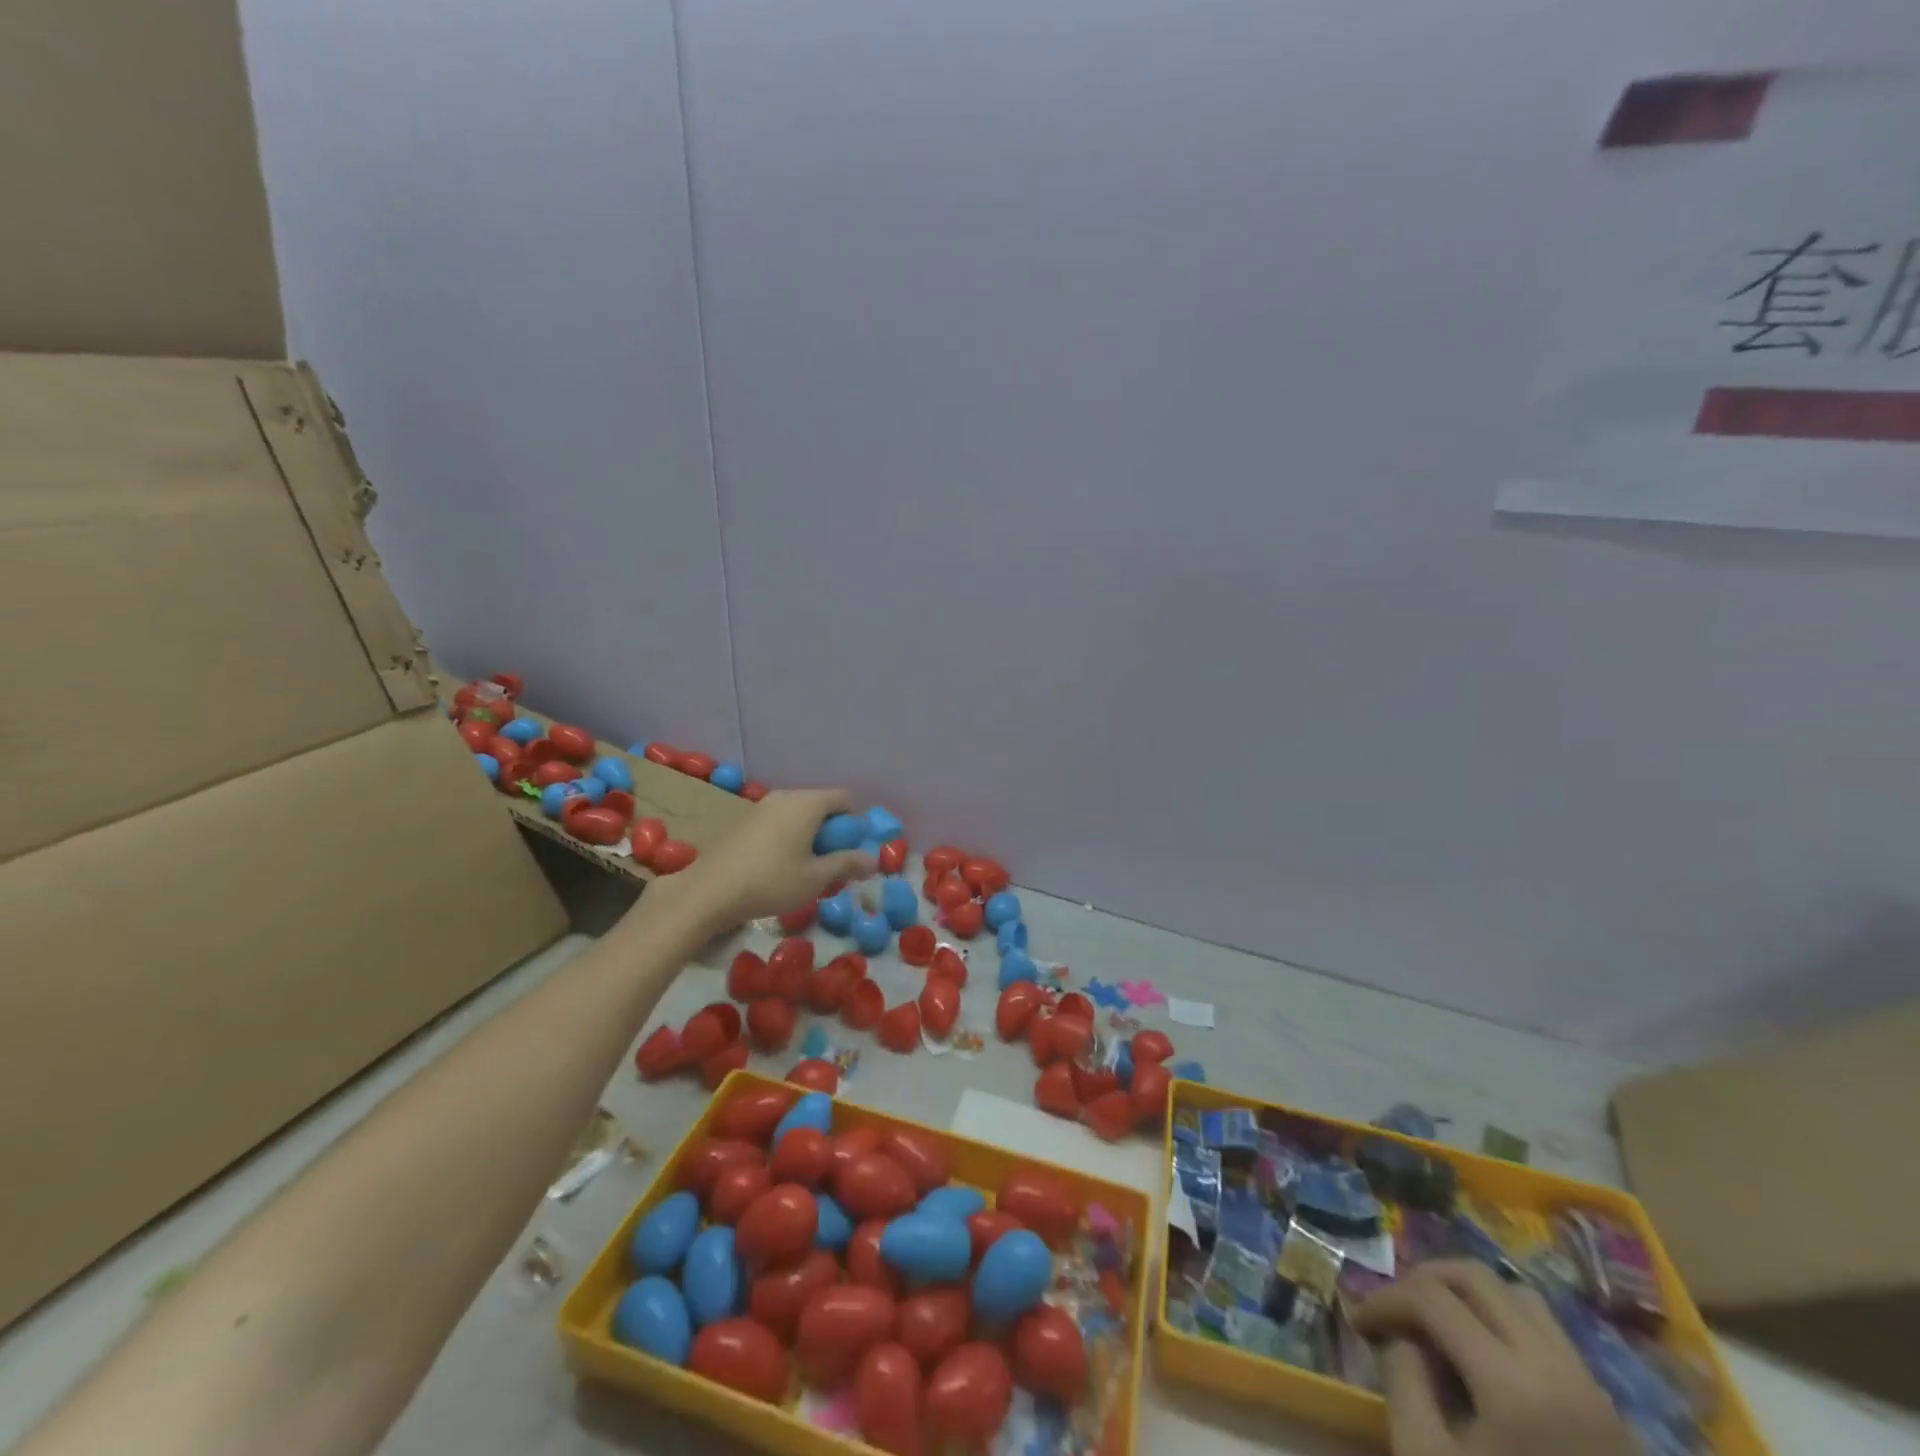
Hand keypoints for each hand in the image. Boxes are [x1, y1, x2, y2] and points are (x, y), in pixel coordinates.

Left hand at [666, 788, 876, 933]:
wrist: (710, 891)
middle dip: (832, 830)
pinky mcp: (744, 820)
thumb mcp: (816, 878)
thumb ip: (847, 864)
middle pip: (821, 804)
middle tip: (831, 863)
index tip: (852, 851)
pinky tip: (779, 866)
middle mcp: (785, 796)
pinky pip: (778, 821)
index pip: (844, 798)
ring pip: (798, 813)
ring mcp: (761, 806)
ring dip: (809, 834)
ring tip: (806, 867)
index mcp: (807, 803)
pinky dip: (788, 836)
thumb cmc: (772, 881)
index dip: (855, 823)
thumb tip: (873, 859)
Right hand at [1352, 1262, 1636, 1455]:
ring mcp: (1590, 1388)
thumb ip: (1404, 1384)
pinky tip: (1483, 1360)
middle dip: (1423, 1280)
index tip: (1358, 1323)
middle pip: (1476, 1277)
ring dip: (1468, 1295)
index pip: (1430, 1297)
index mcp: (1511, 1383)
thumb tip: (1401, 1337)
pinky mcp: (1609, 1412)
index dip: (1384, 1298)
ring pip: (1518, 1296)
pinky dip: (1504, 1322)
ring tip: (1439, 1325)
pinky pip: (1548, 1333)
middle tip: (1395, 1311)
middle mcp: (1555, 1367)